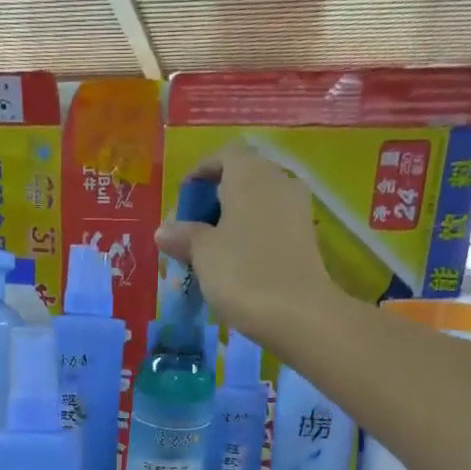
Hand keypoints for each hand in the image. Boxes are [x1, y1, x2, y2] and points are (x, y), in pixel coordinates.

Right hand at [155, 142, 347, 343]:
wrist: (299, 314)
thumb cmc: (243, 274)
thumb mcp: (203, 254)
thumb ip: (183, 236)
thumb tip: (164, 230)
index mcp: (250, 174)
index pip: (225, 154)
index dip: (201, 172)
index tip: (183, 199)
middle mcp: (278, 181)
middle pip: (243, 177)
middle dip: (215, 199)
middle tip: (192, 229)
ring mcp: (297, 209)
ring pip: (259, 203)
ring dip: (234, 219)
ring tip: (211, 250)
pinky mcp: (306, 238)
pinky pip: (272, 225)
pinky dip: (252, 235)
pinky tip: (237, 263)